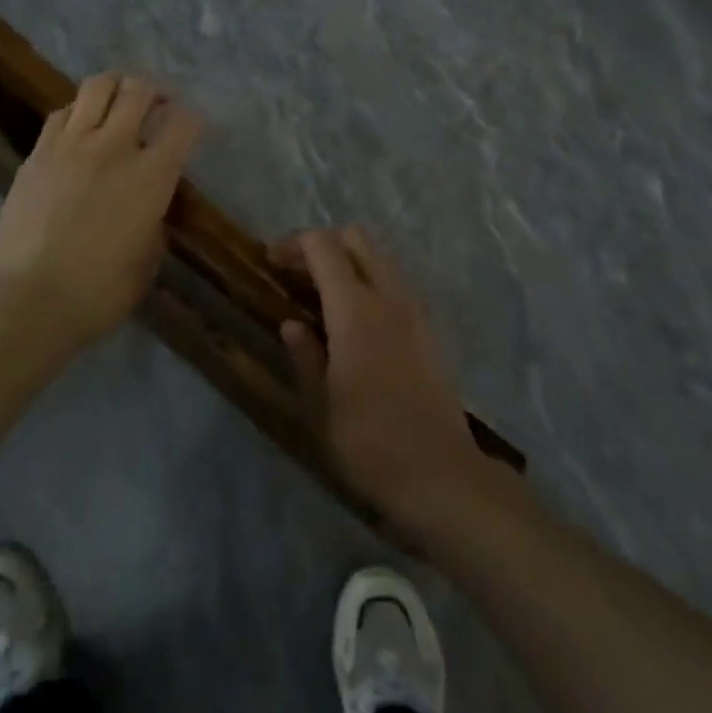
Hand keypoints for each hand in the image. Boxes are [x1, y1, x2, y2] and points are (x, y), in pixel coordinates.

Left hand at [0, 74, 201, 349]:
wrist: (29, 300)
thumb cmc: (100, 292)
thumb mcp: (148, 259)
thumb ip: (154, 220)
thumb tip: (149, 206)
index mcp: (152, 176)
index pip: (184, 124)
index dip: (193, 120)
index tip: (190, 129)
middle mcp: (115, 148)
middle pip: (139, 90)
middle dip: (154, 90)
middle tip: (156, 103)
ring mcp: (71, 145)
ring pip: (97, 87)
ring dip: (115, 88)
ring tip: (117, 101)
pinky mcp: (37, 154)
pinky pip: (61, 113)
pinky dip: (77, 112)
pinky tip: (79, 129)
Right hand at [275, 227, 493, 531]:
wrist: (440, 473)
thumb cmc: (368, 443)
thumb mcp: (319, 405)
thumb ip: (304, 356)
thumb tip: (292, 324)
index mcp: (354, 308)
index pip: (323, 246)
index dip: (294, 244)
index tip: (271, 262)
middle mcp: (387, 296)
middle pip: (355, 239)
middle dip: (323, 245)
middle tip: (298, 276)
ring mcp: (413, 310)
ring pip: (379, 258)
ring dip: (350, 263)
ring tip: (324, 298)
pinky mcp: (429, 328)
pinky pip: (396, 283)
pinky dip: (371, 282)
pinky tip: (357, 322)